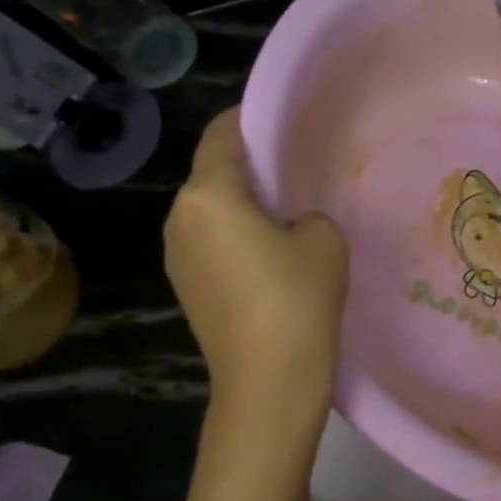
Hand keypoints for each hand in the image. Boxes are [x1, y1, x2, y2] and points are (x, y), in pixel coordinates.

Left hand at [164, 108, 347, 422]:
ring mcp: (176, 257)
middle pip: (213, 174)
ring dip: (243, 204)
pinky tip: (273, 256)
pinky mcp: (186, 288)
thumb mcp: (324, 238)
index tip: (282, 120)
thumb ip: (307, 214)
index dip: (250, 119)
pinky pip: (211, 243)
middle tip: (296, 169)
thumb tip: (291, 225)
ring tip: (288, 214)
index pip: (222, 136)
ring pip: (211, 211)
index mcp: (207, 196)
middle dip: (251, 166)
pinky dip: (236, 236)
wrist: (268, 381)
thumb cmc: (297, 297)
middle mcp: (179, 220)